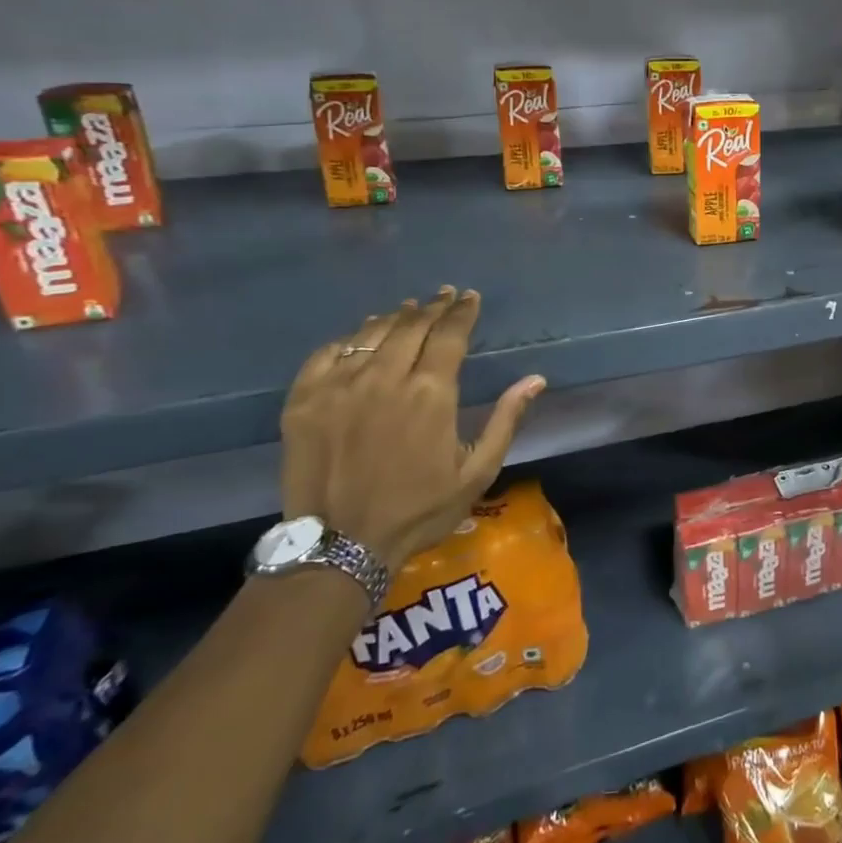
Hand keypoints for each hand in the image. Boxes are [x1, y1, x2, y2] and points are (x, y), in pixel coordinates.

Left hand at [280, 287, 545, 570]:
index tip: (469, 297)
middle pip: (412, 326)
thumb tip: (536, 379)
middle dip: (432, 307)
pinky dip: (349, 339)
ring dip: (394, 317)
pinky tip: (359, 337)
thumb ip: (507, 420)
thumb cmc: (419, 510)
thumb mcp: (478, 471)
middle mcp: (385, 377)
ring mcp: (340, 386)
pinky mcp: (304, 400)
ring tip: (407, 309)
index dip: (462, 312)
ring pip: (371, 333)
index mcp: (431, 393)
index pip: (450, 334)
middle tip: (443, 295)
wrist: (340, 546)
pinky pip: (328, 353)